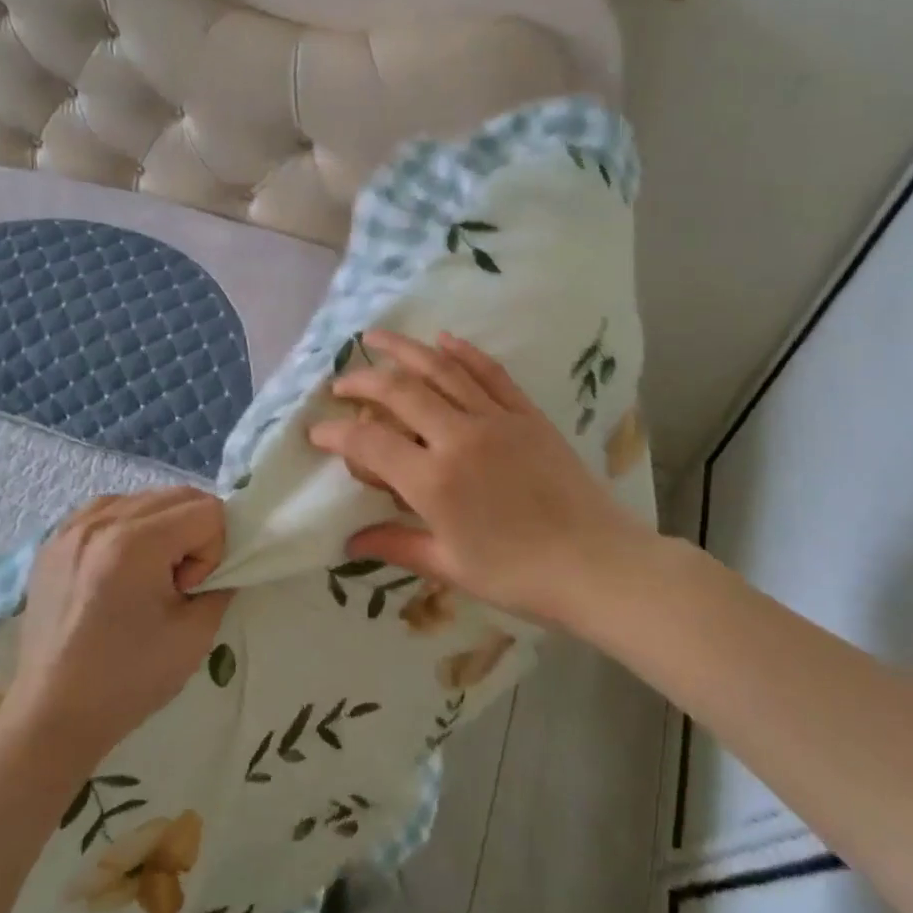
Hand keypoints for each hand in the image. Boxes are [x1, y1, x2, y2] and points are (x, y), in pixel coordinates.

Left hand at [3, 488, 233, 758]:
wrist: (53, 714)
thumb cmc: (128, 680)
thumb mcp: (195, 635)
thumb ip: (220, 585)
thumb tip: (220, 565)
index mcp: (135, 543)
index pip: (207, 510)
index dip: (213, 551)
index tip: (189, 591)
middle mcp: (100, 522)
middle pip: (177, 494)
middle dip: (191, 533)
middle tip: (175, 583)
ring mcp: (71, 528)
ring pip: (143, 498)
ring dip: (161, 528)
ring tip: (145, 576)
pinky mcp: (53, 541)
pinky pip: (107, 510)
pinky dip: (127, 527)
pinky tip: (119, 568)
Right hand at [308, 330, 643, 630]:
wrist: (596, 564)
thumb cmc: (517, 575)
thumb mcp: (449, 565)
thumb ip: (397, 544)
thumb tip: (351, 544)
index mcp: (433, 480)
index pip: (369, 441)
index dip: (336, 432)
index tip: (316, 431)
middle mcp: (458, 437)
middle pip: (399, 391)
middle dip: (362, 380)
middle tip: (341, 382)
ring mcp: (496, 419)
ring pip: (442, 370)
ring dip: (405, 350)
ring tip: (377, 337)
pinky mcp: (527, 414)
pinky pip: (490, 373)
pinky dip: (464, 352)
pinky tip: (444, 339)